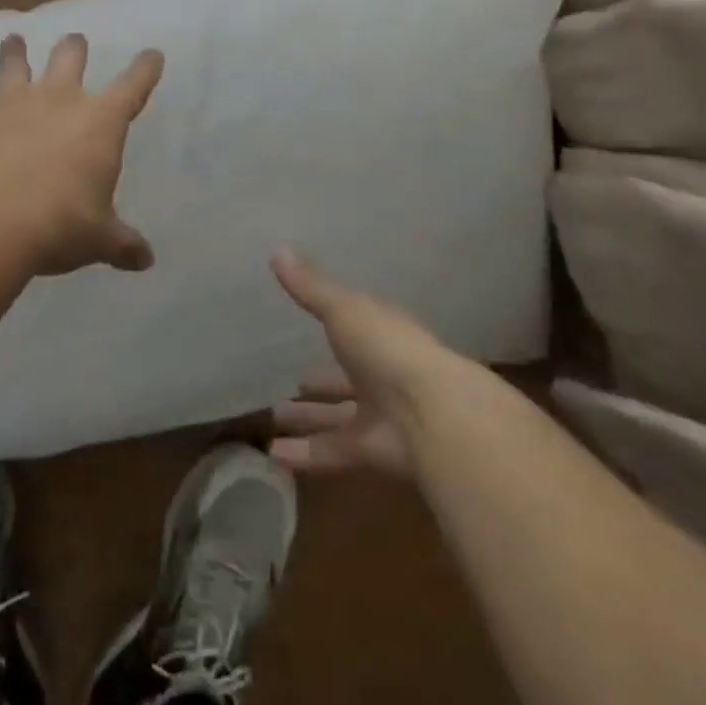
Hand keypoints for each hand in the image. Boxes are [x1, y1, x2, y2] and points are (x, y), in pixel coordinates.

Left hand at [0, 33, 163, 275]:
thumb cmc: (59, 224)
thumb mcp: (99, 239)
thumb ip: (122, 244)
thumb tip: (146, 260)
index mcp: (99, 122)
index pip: (132, 86)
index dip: (145, 69)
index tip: (152, 55)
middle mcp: (57, 99)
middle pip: (69, 58)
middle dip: (75, 47)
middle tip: (75, 40)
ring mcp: (11, 101)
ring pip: (14, 63)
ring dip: (14, 51)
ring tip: (13, 39)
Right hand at [268, 249, 458, 477]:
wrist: (432, 413)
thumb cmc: (386, 348)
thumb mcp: (343, 309)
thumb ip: (309, 287)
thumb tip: (277, 249)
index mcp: (381, 336)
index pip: (357, 329)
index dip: (336, 327)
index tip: (311, 327)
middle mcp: (384, 375)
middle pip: (347, 380)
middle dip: (321, 384)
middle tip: (292, 387)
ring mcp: (382, 416)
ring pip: (338, 418)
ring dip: (308, 420)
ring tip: (273, 422)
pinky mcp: (374, 452)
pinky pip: (333, 451)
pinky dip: (305, 454)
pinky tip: (273, 455)